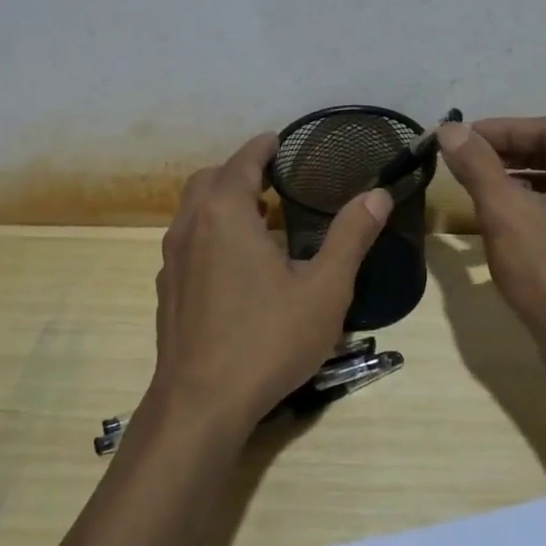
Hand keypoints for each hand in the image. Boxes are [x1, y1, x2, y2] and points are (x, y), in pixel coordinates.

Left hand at [145, 133, 392, 441]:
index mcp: (224, 214)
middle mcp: (190, 227)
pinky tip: (238, 265)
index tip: (282, 141)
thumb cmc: (267, 340)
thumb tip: (377, 195)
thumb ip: (351, 237)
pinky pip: (188, 241)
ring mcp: (172, 260)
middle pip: (209, 180)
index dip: (263, 147)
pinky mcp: (168, 290)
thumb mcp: (324, 289)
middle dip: (240, 171)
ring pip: (193, 211)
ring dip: (223, 201)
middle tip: (276, 179)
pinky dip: (211, 232)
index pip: (242, 161)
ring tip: (262, 218)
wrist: (201, 403)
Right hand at [437, 117, 545, 390]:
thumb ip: (478, 165)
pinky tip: (512, 221)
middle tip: (468, 159)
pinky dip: (543, 209)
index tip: (461, 136)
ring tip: (483, 186)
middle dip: (511, 156)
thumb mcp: (506, 213)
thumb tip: (450, 128)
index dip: (500, 130)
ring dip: (525, 182)